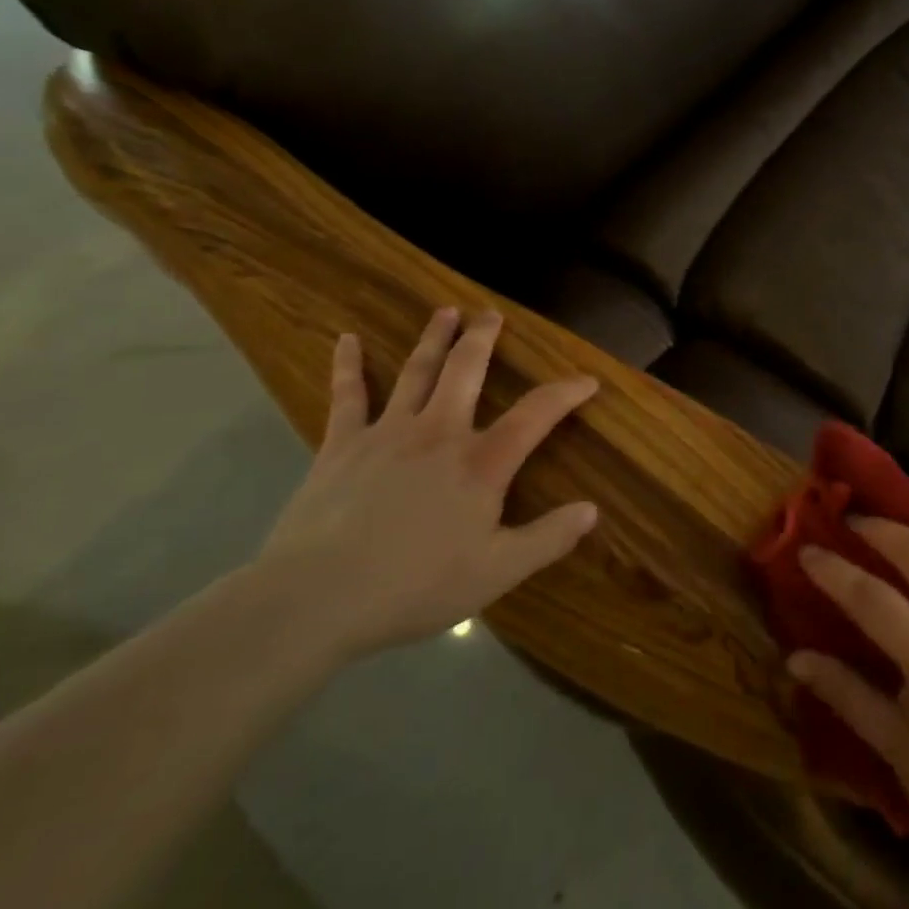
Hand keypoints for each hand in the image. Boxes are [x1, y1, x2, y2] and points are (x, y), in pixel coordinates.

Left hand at [254, 307, 599, 660]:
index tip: (588, 379)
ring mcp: (387, 432)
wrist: (316, 598)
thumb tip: (592, 510)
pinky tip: (348, 340)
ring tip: (445, 311)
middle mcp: (439, 432)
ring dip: (433, 338)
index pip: (536, 414)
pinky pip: (347, 396)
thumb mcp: (496, 573)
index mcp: (481, 462)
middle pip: (466, 370)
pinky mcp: (341, 445)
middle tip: (491, 314)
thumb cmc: (414, 586)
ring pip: (417, 371)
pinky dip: (349, 366)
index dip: (566, 392)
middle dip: (483, 339)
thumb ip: (547, 539)